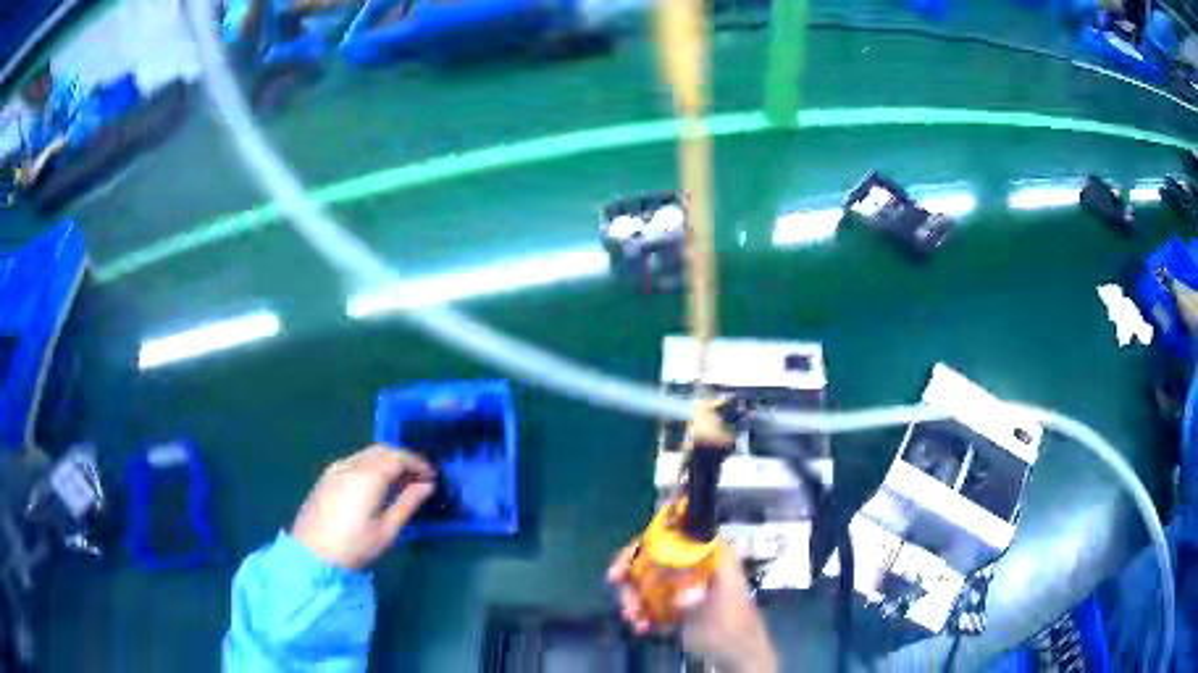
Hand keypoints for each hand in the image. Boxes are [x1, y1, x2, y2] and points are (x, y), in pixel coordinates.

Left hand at [292, 445, 434, 569]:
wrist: (312, 554)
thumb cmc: (354, 545)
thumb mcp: (387, 529)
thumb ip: (408, 503)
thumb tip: (426, 485)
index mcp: (368, 475)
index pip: (398, 457)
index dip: (417, 463)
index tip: (431, 476)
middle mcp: (351, 464)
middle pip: (382, 450)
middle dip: (403, 459)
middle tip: (418, 477)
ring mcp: (336, 469)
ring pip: (367, 454)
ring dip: (386, 461)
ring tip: (399, 482)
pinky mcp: (326, 477)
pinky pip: (354, 461)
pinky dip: (371, 465)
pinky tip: (375, 485)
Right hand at [607, 544, 777, 672]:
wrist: (739, 654)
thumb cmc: (733, 630)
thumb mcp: (717, 615)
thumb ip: (699, 603)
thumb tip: (680, 597)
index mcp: (711, 556)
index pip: (675, 536)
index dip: (645, 544)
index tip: (624, 563)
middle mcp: (697, 565)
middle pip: (656, 556)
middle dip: (632, 572)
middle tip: (615, 583)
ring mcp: (686, 584)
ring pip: (649, 579)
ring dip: (635, 596)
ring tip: (632, 616)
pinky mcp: (678, 602)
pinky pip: (652, 599)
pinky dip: (643, 611)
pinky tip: (642, 626)